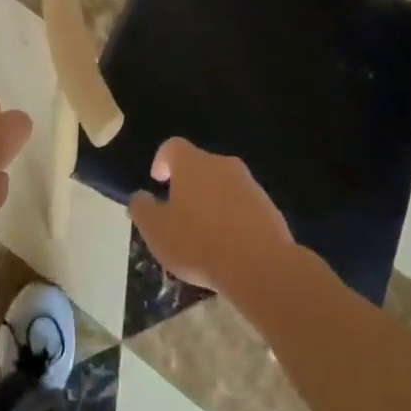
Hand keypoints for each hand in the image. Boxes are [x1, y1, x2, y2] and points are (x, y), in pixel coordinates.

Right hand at [129, 138, 293, 297]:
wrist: (259, 264)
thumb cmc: (198, 242)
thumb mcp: (156, 230)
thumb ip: (142, 208)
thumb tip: (141, 197)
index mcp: (192, 163)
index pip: (173, 146)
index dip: (162, 161)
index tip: (158, 182)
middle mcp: (222, 164)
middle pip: (200, 165)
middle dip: (187, 185)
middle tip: (178, 213)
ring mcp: (249, 184)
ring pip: (223, 185)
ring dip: (211, 202)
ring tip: (204, 234)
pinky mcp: (268, 206)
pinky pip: (242, 205)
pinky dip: (232, 217)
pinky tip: (228, 245)